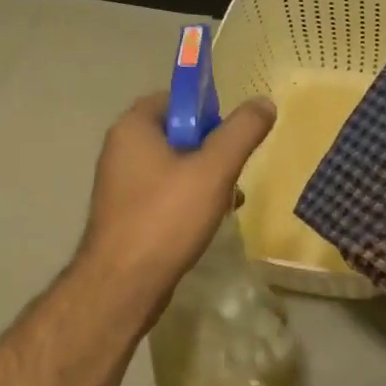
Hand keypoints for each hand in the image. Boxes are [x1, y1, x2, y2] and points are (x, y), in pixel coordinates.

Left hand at [76, 91, 276, 320]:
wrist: (122, 287)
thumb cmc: (166, 218)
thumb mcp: (214, 169)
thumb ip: (241, 132)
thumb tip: (263, 102)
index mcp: (134, 128)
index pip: (175, 98)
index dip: (207, 111)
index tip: (231, 134)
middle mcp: (121, 150)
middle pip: (178, 133)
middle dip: (212, 150)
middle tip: (234, 169)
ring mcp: (121, 184)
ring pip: (175, 166)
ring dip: (206, 177)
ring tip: (230, 199)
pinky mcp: (127, 214)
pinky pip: (165, 193)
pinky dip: (190, 199)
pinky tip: (212, 219)